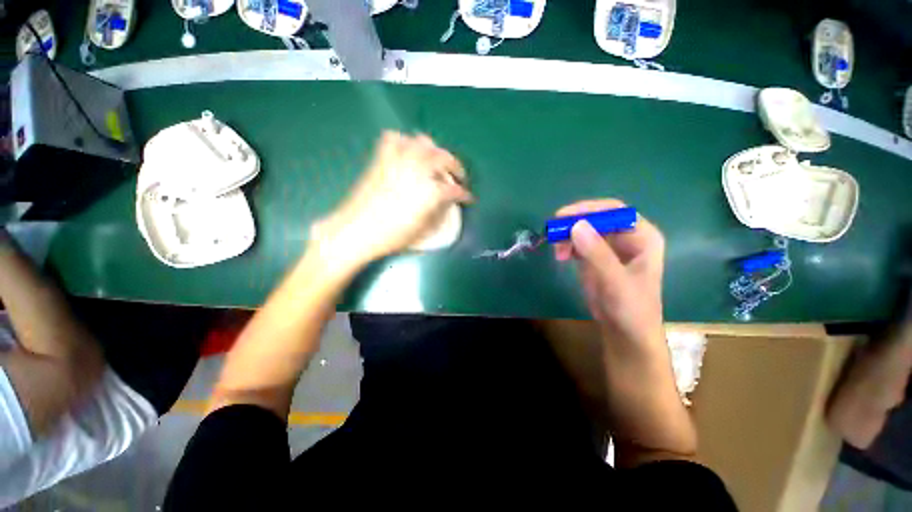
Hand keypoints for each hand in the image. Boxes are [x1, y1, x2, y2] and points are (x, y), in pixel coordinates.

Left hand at [310, 132, 472, 271]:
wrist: (356, 232)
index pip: (454, 189)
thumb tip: (446, 203)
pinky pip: (394, 140)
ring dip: (435, 150)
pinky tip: (408, 152)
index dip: (464, 194)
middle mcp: (416, 172)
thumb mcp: (421, 231)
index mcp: (428, 192)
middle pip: (443, 157)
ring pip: (422, 142)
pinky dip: (405, 142)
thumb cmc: (391, 237)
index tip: (468, 198)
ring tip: (437, 161)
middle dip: (456, 165)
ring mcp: (398, 162)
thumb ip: (438, 213)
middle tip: (459, 176)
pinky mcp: (381, 161)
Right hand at [553, 199, 665, 349]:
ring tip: (558, 253)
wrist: (625, 332)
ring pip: (584, 229)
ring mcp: (609, 246)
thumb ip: (598, 254)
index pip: (614, 211)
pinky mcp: (595, 256)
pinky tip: (561, 255)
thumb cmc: (631, 308)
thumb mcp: (615, 281)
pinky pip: (578, 242)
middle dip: (574, 223)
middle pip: (596, 218)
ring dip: (567, 236)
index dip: (588, 209)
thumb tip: (576, 226)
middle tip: (554, 234)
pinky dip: (566, 245)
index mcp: (642, 236)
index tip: (563, 216)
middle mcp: (626, 237)